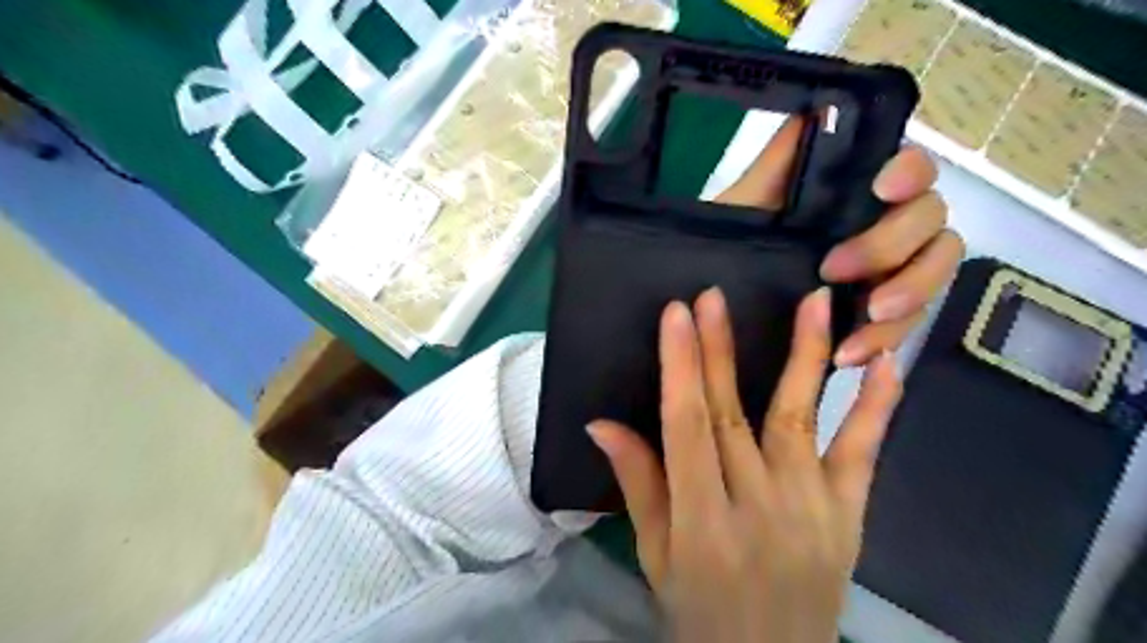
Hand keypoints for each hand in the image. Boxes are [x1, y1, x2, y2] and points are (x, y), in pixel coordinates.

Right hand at [585, 290, 899, 639]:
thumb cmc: (699, 608)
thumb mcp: (655, 553)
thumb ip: (636, 482)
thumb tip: (600, 422)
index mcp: (701, 521)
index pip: (685, 426)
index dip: (680, 367)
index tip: (676, 316)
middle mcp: (756, 506)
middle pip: (733, 413)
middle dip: (720, 349)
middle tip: (713, 297)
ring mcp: (811, 508)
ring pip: (800, 417)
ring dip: (806, 355)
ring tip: (815, 301)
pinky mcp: (848, 514)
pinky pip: (862, 453)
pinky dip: (875, 407)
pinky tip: (885, 364)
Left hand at [719, 114, 960, 366]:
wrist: (718, 304)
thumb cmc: (735, 246)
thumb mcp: (746, 206)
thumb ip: (778, 163)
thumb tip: (812, 107)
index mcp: (857, 197)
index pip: (911, 170)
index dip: (910, 172)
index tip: (880, 188)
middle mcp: (884, 227)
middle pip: (931, 222)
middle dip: (889, 245)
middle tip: (836, 269)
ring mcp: (889, 272)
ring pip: (935, 273)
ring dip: (907, 294)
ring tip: (867, 315)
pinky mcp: (882, 315)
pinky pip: (909, 324)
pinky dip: (886, 338)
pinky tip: (853, 352)